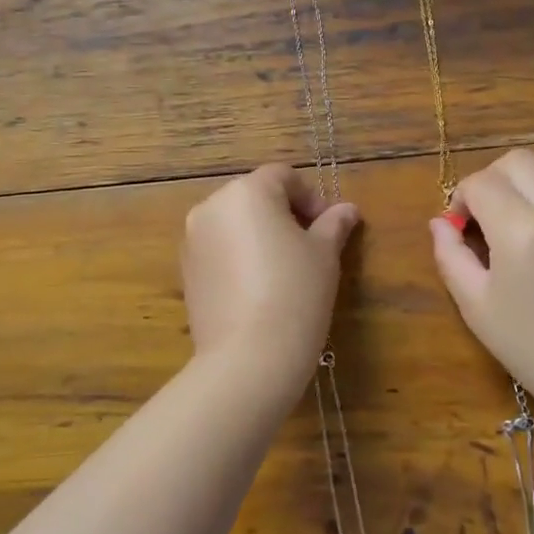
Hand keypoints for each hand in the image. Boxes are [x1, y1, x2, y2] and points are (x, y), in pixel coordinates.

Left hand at [181, 164, 360, 394]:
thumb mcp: (324, 255)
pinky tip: (259, 289)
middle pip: (254, 196)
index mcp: (247, 192)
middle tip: (311, 246)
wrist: (248, 357)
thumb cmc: (295, 293)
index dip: (310, 196)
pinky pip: (218, 250)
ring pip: (234, 224)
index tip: (328, 226)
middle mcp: (212, 207)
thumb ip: (333, 225)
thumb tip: (347, 210)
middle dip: (284, 214)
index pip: (282, 176)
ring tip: (286, 270)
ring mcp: (193, 240)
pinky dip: (239, 257)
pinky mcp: (186, 272)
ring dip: (259, 235)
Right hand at [429, 148, 533, 405]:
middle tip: (482, 220)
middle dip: (490, 180)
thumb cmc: (531, 347)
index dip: (461, 200)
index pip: (482, 183)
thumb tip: (439, 223)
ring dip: (521, 188)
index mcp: (523, 230)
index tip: (459, 230)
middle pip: (517, 161)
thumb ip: (450, 255)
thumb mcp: (475, 305)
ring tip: (512, 231)